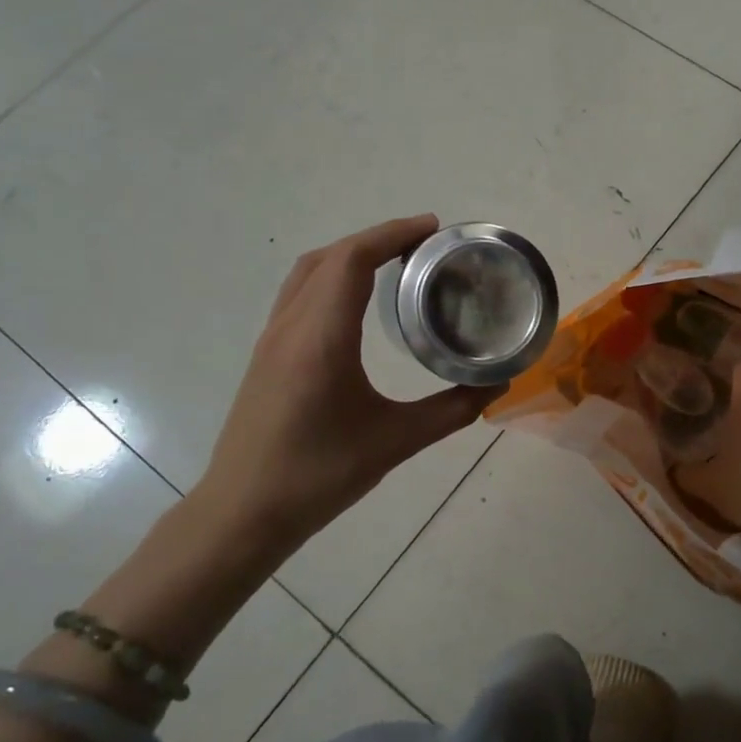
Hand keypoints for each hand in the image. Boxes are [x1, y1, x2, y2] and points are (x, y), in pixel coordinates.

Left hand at [191, 215, 491, 558]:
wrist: (244, 512)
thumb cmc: (318, 477)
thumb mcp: (394, 443)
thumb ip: (451, 411)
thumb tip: (496, 386)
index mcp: (319, 339)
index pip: (352, 261)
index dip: (392, 234)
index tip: (432, 229)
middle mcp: (290, 327)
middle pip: (330, 257)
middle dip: (377, 239)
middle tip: (424, 247)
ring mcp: (272, 339)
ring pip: (308, 272)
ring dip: (349, 255)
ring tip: (394, 265)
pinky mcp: (267, 355)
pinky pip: (299, 294)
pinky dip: (331, 277)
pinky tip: (355, 304)